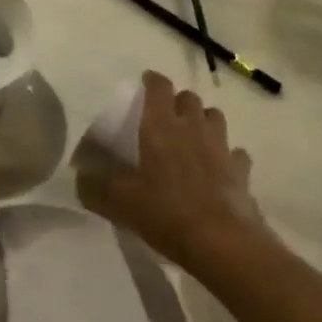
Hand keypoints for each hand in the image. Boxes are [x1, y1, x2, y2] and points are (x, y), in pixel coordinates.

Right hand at [77, 71, 265, 271]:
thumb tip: (80, 177)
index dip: (152, 81)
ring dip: (203, 120)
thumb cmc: (165, 213)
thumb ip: (95, 187)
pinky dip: (227, 155)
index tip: (145, 81)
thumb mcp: (119, 203)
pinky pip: (235, 153)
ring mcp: (221, 147)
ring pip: (215, 118)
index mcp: (161, 127)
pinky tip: (219, 167)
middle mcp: (193, 128)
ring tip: (192, 136)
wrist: (220, 241)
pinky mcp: (241, 170)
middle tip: (165, 116)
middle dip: (177, 101)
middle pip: (189, 99)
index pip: (159, 88)